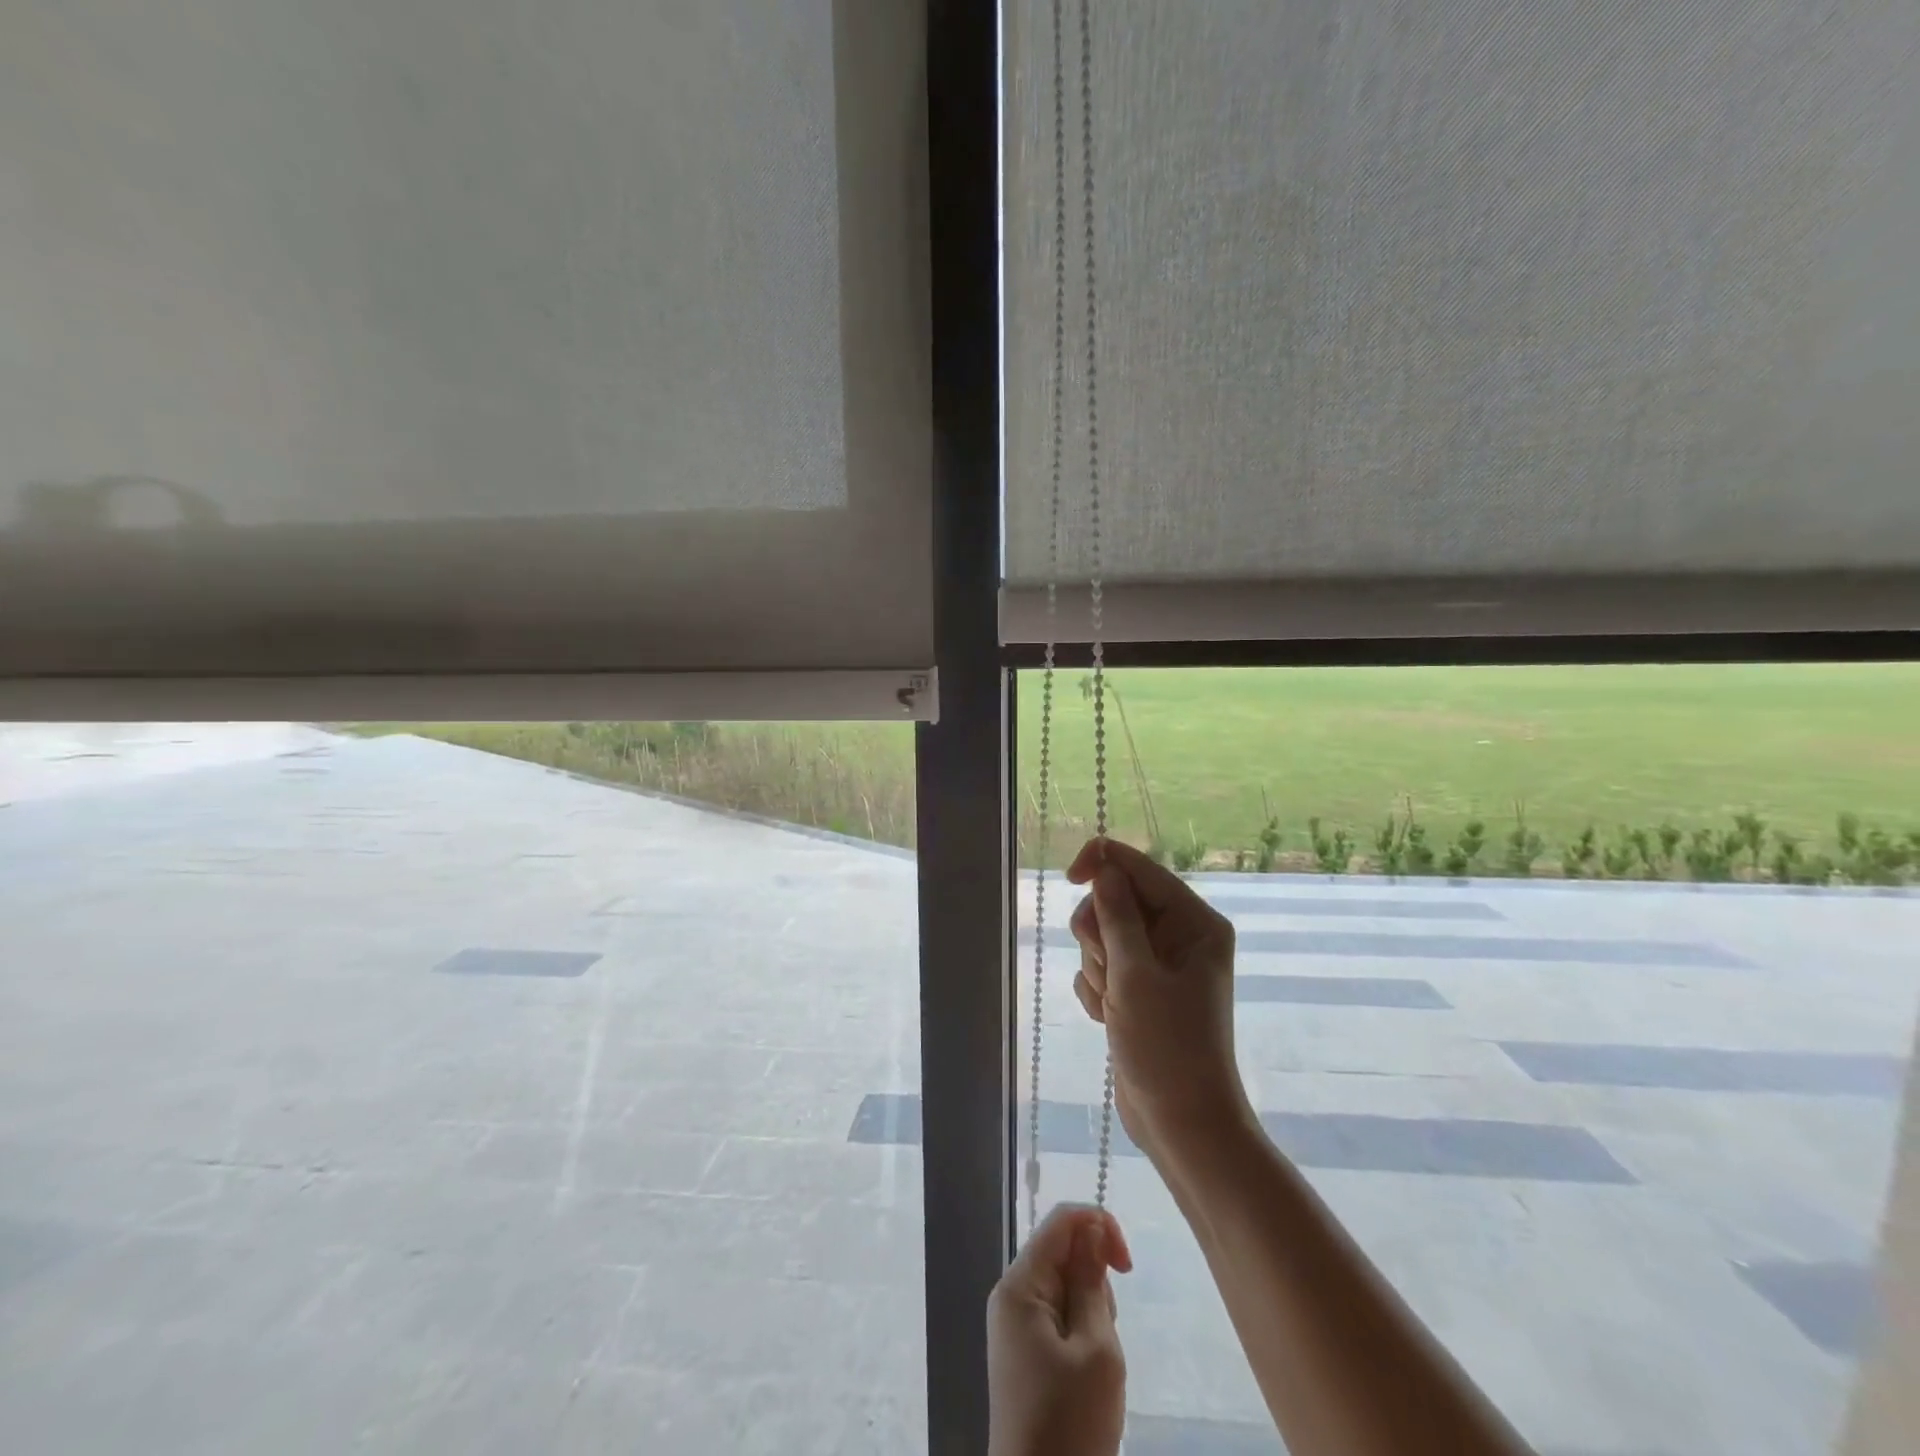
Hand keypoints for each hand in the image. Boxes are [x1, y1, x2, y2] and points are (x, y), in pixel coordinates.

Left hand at [987, 1203, 1131, 1455]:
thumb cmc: (1071, 1426)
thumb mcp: (1096, 1350)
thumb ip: (1092, 1281)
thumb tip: (1091, 1229)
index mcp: (1020, 1284)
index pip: (1060, 1221)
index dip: (1098, 1226)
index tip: (1128, 1267)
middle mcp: (1011, 1294)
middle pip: (1062, 1252)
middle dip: (1094, 1281)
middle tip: (1106, 1335)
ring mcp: (1015, 1324)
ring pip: (1064, 1286)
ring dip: (1091, 1311)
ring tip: (1096, 1364)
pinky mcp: (1024, 1351)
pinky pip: (1058, 1316)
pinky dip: (1081, 1332)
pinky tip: (1086, 1373)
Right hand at [1067, 837, 1253, 1168]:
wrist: (1180, 1123)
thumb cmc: (1167, 1046)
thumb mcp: (1135, 975)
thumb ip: (1116, 915)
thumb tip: (1104, 867)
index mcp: (1194, 922)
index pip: (1141, 869)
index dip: (1103, 864)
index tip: (1070, 876)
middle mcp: (1179, 936)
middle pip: (1116, 901)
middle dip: (1100, 935)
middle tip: (1110, 971)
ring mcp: (1157, 963)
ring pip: (1102, 935)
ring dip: (1097, 968)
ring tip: (1115, 1005)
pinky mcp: (1138, 988)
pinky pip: (1100, 966)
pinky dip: (1097, 989)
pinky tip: (1110, 1018)